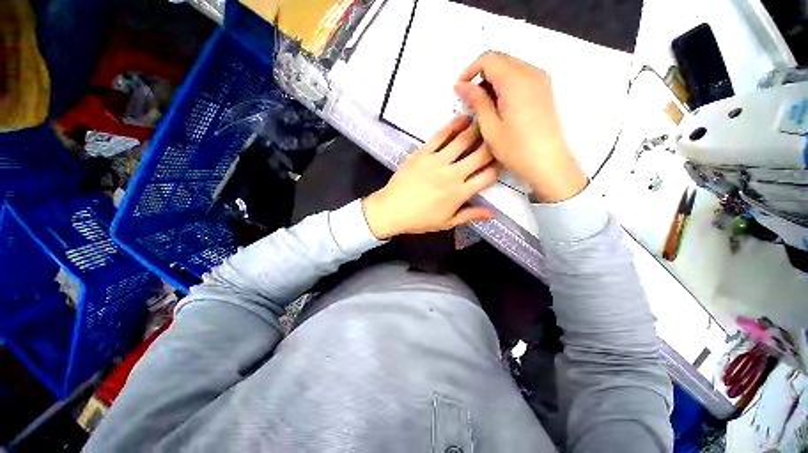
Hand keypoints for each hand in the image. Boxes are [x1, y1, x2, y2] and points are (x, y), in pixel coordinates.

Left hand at [362, 117, 497, 239]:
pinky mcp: (423, 153)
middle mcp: (453, 174)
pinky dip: (453, 126)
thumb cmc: (420, 219)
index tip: (502, 161)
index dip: (499, 167)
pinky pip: (441, 136)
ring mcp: (437, 161)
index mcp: (460, 193)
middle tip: (499, 135)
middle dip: (494, 144)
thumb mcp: (447, 223)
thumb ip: (470, 215)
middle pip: (481, 154)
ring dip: (478, 129)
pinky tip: (463, 119)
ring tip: (486, 120)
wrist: (391, 210)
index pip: (488, 176)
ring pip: (463, 140)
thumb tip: (491, 213)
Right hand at [454, 51, 586, 202]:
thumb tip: (461, 85)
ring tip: (483, 106)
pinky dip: (505, 85)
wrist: (548, 163)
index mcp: (515, 80)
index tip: (460, 90)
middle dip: (480, 75)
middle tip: (470, 100)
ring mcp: (541, 80)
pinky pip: (521, 77)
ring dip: (492, 81)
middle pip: (500, 60)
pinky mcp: (544, 90)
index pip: (488, 59)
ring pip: (510, 67)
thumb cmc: (515, 149)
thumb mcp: (490, 126)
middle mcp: (531, 72)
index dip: (470, 71)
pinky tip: (499, 106)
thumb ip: (476, 101)